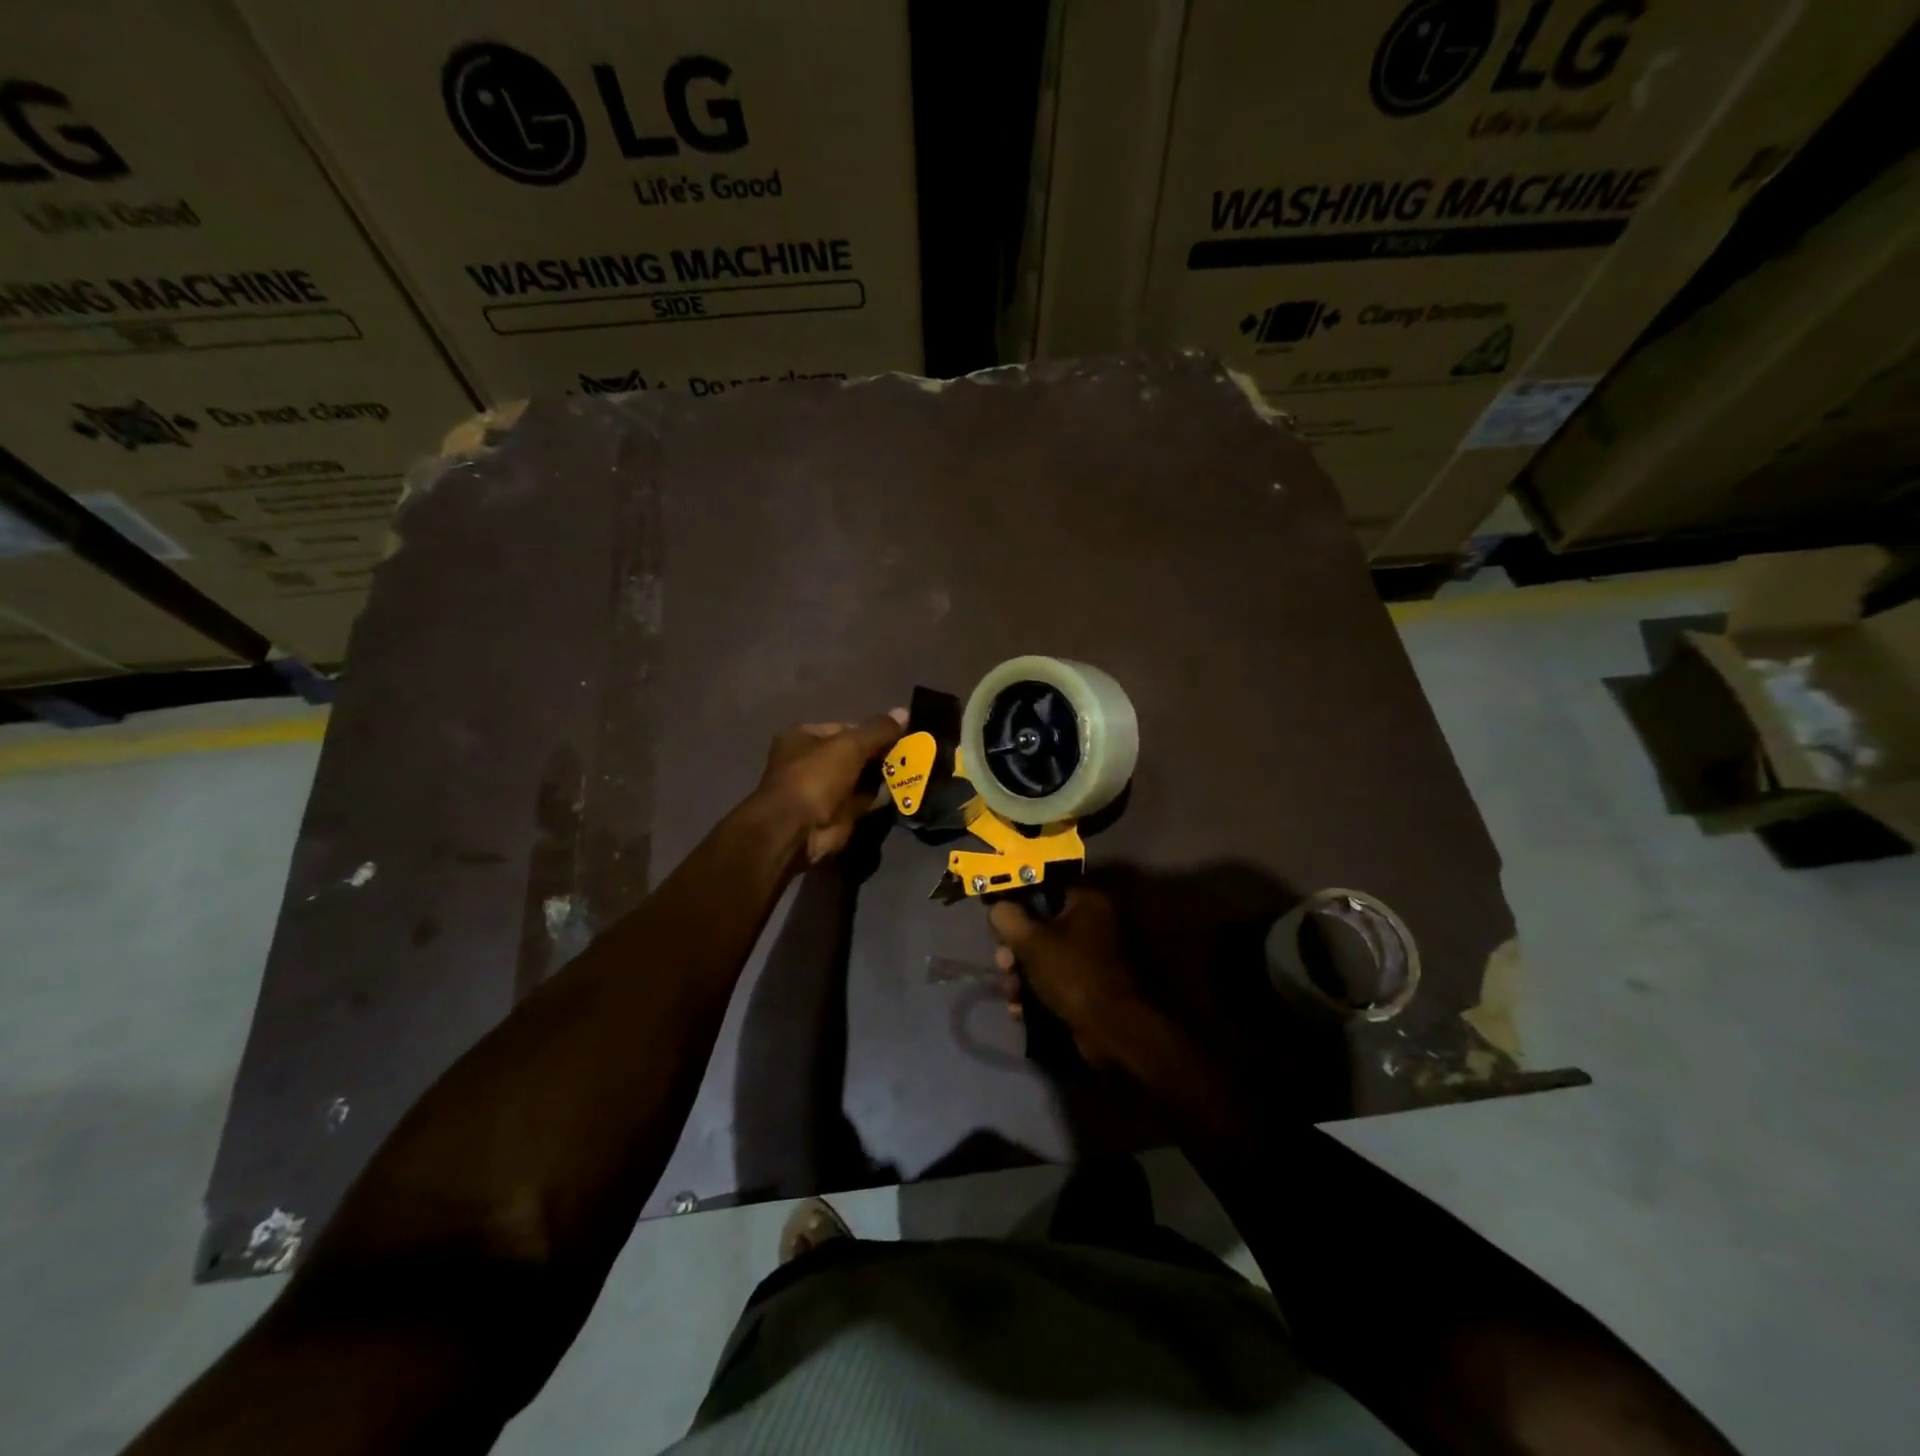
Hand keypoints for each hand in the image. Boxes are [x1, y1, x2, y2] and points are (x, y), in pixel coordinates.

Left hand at [756, 709, 906, 865]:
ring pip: (860, 778)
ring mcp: (824, 790)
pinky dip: (881, 796)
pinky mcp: (837, 814)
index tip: (898, 734)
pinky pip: (864, 800)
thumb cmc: (816, 776)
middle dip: (880, 753)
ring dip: (883, 775)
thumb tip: (904, 712)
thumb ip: (878, 730)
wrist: (798, 830)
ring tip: (914, 768)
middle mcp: (811, 762)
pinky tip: (904, 789)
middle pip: (854, 753)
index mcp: (803, 738)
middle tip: (911, 751)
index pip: (845, 729)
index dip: (871, 731)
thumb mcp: (849, 745)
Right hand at [988, 889, 1153, 1068]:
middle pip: (1042, 924)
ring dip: (1021, 973)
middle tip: (1003, 964)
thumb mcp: (1030, 940)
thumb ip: (1007, 917)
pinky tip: (1020, 1008)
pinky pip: (1056, 978)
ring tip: (1011, 992)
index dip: (1017, 902)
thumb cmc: (1072, 973)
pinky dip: (1037, 990)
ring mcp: (1094, 955)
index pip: (1044, 887)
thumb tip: (998, 909)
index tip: (999, 921)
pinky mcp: (1091, 984)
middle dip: (1016, 947)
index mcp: (1087, 901)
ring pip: (1045, 955)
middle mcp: (1095, 922)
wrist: (1111, 1029)